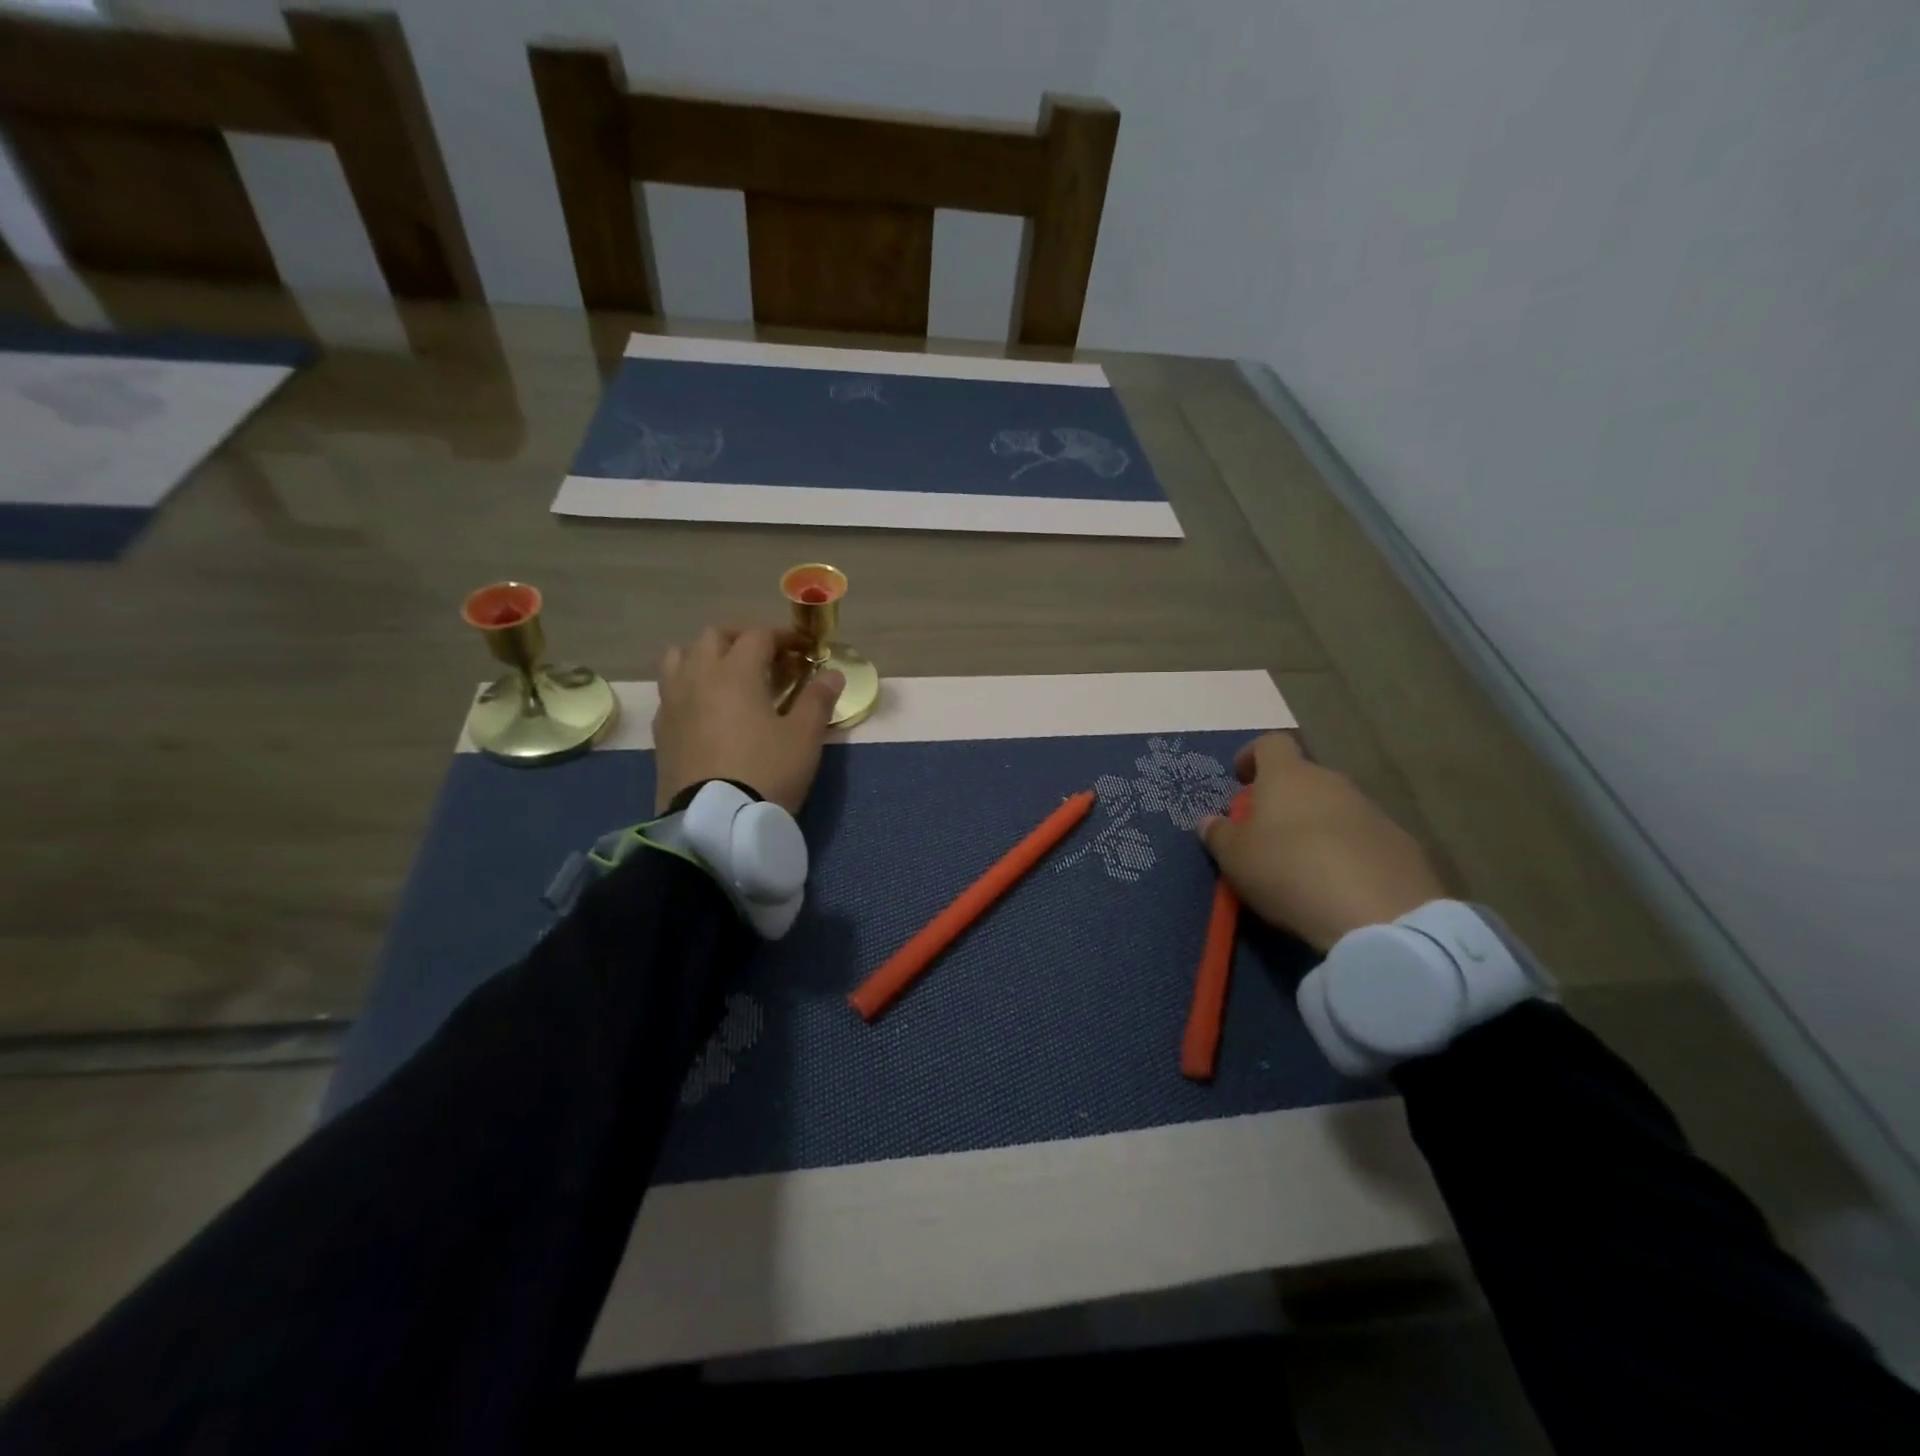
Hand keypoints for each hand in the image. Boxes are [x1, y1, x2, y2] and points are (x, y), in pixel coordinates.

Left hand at [651, 626, 843, 815]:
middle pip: (713, 637)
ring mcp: (673, 702)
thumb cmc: (767, 772)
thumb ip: (818, 700)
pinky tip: (708, 709)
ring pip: (681, 658)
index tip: (803, 650)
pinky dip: (690, 686)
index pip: (758, 636)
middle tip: (767, 657)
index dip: (783, 638)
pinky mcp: (661, 730)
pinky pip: (671, 691)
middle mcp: (698, 677)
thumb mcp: (804, 737)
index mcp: (735, 672)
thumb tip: (833, 674)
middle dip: (742, 638)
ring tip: (729, 676)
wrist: (715, 822)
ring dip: (706, 656)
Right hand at [1199, 732, 1446, 953]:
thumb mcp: (1235, 858)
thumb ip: (1219, 834)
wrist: (1379, 915)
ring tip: (1302, 865)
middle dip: (1284, 798)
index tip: (1240, 780)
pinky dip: (1347, 852)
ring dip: (1317, 826)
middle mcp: (1333, 783)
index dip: (1252, 757)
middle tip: (1266, 833)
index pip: (1271, 743)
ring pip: (1335, 808)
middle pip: (1304, 778)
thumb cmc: (1289, 871)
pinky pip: (1363, 839)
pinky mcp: (1401, 845)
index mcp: (1289, 776)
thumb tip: (1209, 821)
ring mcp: (1372, 812)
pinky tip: (1338, 885)